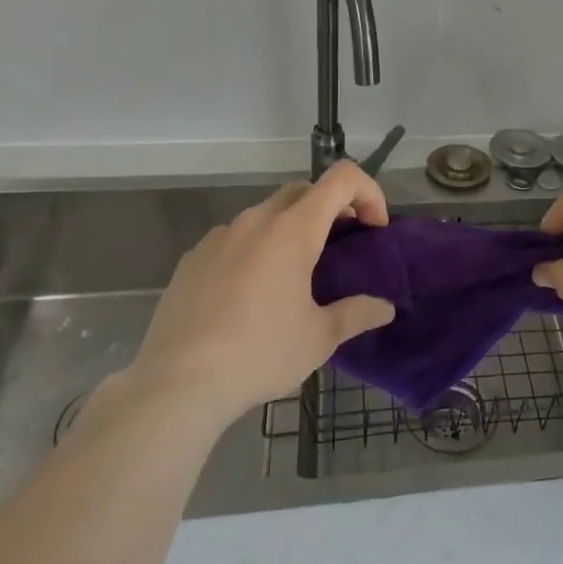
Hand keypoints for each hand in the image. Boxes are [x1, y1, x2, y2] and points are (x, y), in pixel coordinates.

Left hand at [125, 163, 396, 428]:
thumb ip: (357, 314)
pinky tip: (251, 293)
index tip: (373, 228)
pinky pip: (234, 238)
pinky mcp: (192, 259)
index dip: (368, 191)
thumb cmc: (260, 354)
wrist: (177, 385)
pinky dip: (256, 248)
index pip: (341, 178)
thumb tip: (385, 308)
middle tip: (342, 245)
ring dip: (291, 228)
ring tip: (295, 274)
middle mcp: (256, 221)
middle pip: (303, 190)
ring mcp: (219, 237)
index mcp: (293, 230)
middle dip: (331, 207)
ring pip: (266, 214)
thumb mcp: (319, 338)